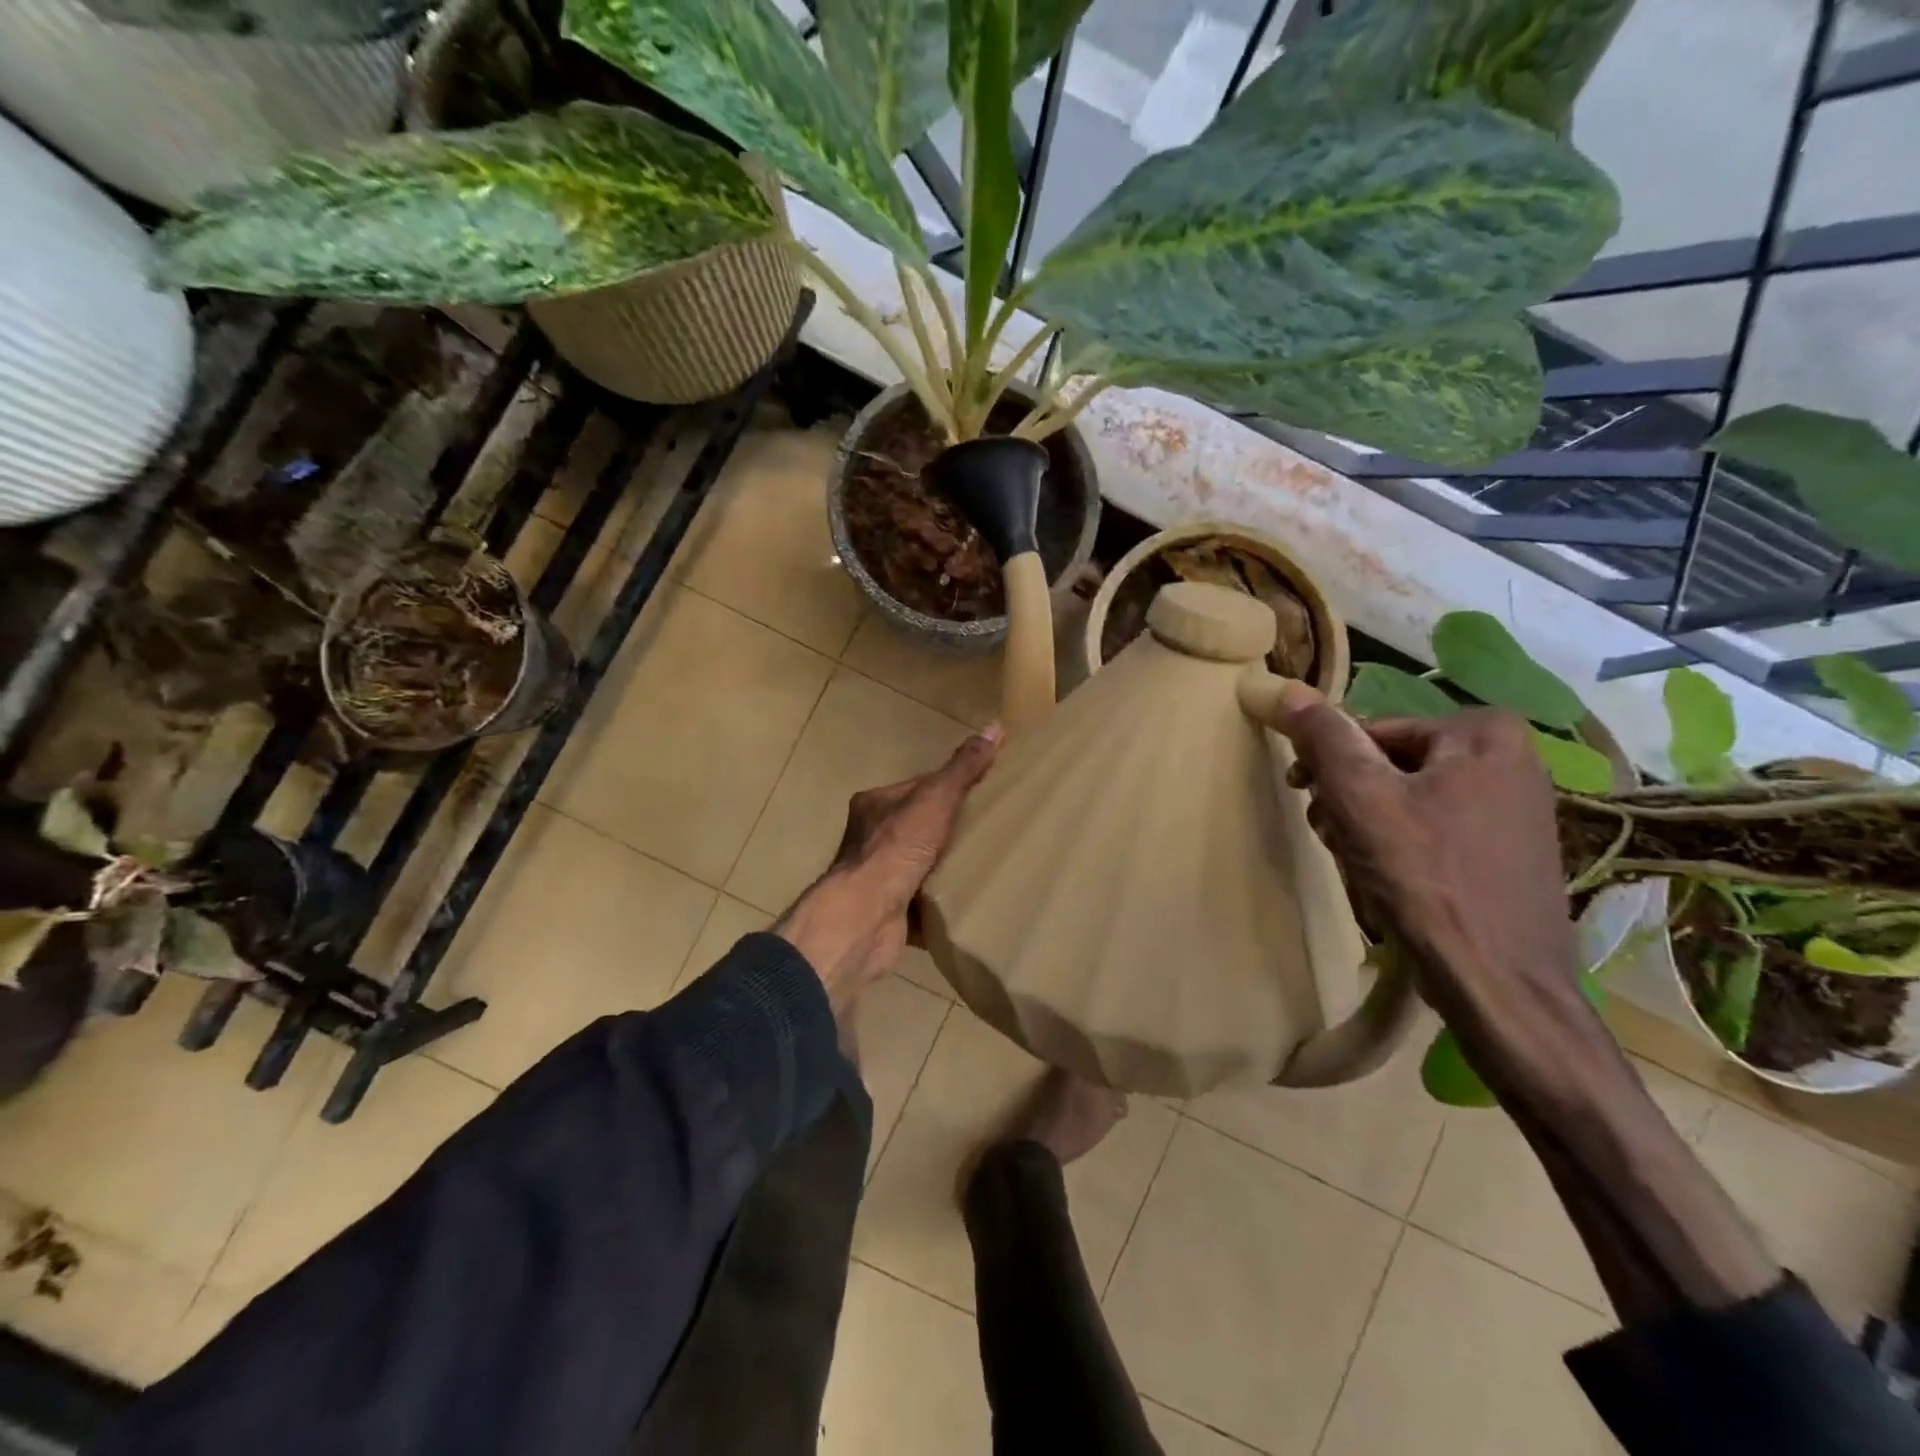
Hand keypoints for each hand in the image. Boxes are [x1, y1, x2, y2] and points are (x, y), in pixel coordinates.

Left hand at [776, 725, 1002, 1018]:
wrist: (865, 917)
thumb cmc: (895, 849)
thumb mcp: (935, 799)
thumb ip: (963, 768)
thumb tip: (995, 726)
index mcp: (875, 804)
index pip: (921, 787)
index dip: (953, 787)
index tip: (987, 793)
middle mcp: (870, 837)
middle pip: (923, 825)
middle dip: (954, 829)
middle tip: (993, 830)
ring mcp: (878, 876)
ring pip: (923, 864)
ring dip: (950, 866)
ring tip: (988, 863)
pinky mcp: (889, 910)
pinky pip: (924, 899)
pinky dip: (944, 899)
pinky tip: (971, 897)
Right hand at [1270, 684, 1582, 1036]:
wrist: (1500, 983)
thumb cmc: (1427, 878)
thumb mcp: (1361, 797)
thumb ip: (1324, 737)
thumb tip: (1286, 688)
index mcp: (1484, 733)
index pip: (1372, 731)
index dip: (1329, 764)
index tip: (1303, 796)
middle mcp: (1510, 759)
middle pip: (1391, 764)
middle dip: (1349, 798)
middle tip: (1329, 834)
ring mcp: (1515, 807)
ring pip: (1408, 798)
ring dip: (1366, 824)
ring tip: (1354, 862)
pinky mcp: (1508, 851)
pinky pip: (1435, 828)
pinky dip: (1399, 846)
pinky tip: (1384, 880)